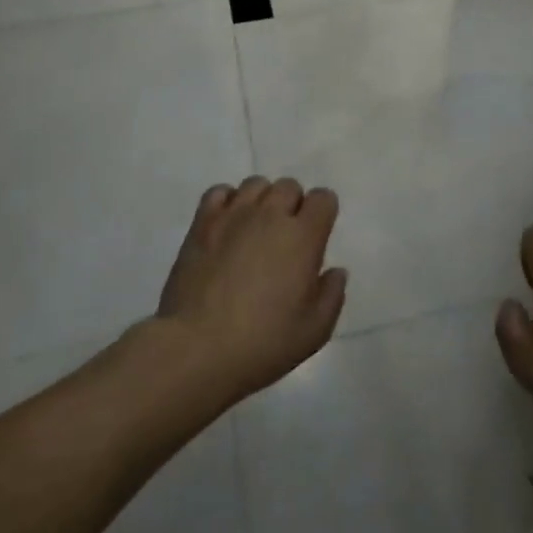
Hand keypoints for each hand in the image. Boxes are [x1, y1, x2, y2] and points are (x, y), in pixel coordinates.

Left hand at [156, 177, 346, 401]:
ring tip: (255, 229)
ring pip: (256, 184)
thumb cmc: (263, 342)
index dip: (323, 213)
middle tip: (285, 238)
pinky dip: (228, 202)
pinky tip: (227, 226)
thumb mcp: (314, 330)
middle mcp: (271, 215)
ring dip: (262, 201)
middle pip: (289, 186)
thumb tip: (335, 271)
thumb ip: (332, 295)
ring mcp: (234, 215)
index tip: (316, 237)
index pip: (323, 198)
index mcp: (303, 236)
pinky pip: (219, 192)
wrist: (197, 348)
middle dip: (293, 205)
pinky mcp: (202, 223)